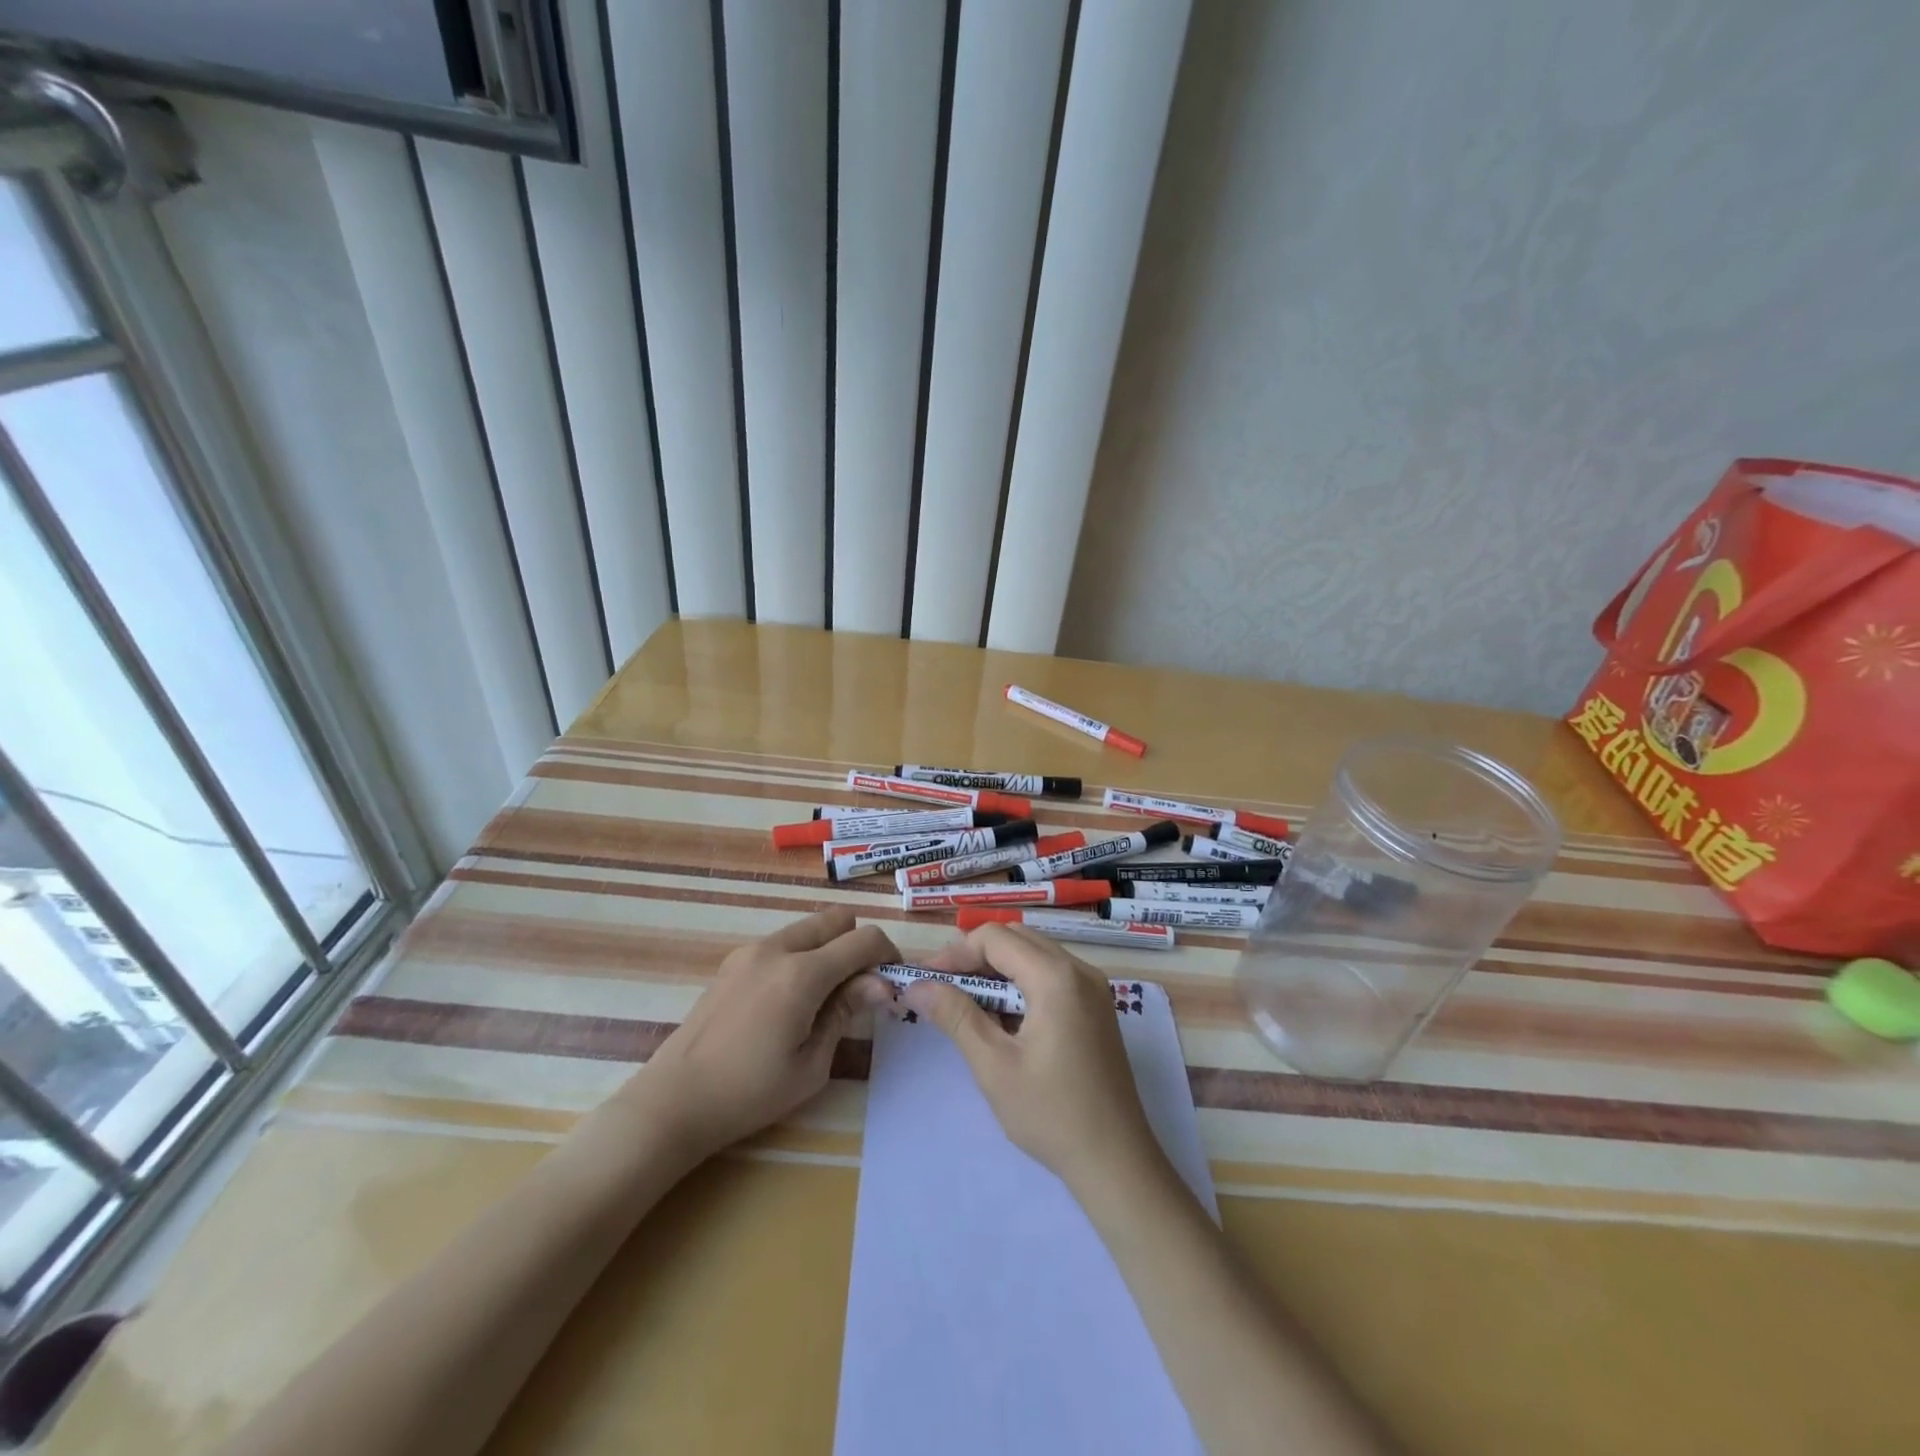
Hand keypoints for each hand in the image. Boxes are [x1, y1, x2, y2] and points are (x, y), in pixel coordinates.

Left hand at [639, 908, 897, 1162]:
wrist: (674, 1101)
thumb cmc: (750, 1093)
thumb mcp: (812, 1064)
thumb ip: (846, 1012)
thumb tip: (881, 983)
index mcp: (802, 974)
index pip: (863, 939)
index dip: (887, 954)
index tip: (890, 982)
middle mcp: (777, 949)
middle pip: (836, 918)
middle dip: (856, 944)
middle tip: (858, 987)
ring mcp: (750, 951)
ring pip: (808, 927)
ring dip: (828, 948)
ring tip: (824, 996)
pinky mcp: (733, 961)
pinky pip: (782, 942)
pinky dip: (801, 956)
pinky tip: (790, 1000)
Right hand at [903, 923, 1162, 1195]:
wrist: (1117, 1161)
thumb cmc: (1051, 1114)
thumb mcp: (994, 1066)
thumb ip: (955, 1016)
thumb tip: (917, 986)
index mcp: (1056, 978)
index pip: (996, 938)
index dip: (956, 952)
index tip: (927, 979)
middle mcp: (1080, 970)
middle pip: (1017, 938)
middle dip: (975, 956)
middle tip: (944, 988)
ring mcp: (1094, 988)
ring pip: (1035, 954)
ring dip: (998, 969)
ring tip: (968, 1004)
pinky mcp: (1098, 1007)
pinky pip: (1053, 975)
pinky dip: (1022, 983)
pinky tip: (1004, 1018)